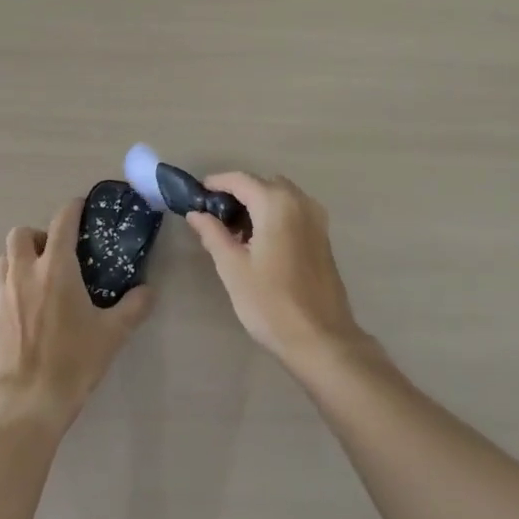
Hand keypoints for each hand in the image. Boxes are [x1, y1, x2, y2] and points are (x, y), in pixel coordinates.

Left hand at [0, 198, 153, 436]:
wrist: (29, 400)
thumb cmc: (74, 360)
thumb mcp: (113, 333)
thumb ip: (134, 307)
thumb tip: (148, 291)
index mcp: (55, 269)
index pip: (61, 222)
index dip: (72, 209)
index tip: (82, 207)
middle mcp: (24, 273)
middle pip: (21, 234)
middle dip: (39, 234)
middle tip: (59, 252)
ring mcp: (4, 294)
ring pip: (5, 258)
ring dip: (22, 257)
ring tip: (43, 276)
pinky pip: (1, 287)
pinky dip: (15, 286)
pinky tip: (32, 309)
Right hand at [187, 172, 371, 372]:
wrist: (320, 339)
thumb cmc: (270, 303)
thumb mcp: (232, 268)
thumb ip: (213, 234)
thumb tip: (196, 213)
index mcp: (277, 204)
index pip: (240, 180)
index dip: (216, 183)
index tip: (195, 195)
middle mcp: (301, 202)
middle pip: (263, 184)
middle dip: (237, 194)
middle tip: (213, 218)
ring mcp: (317, 220)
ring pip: (280, 197)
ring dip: (257, 205)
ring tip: (234, 233)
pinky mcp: (323, 238)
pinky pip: (294, 212)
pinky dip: (274, 216)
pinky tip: (259, 243)